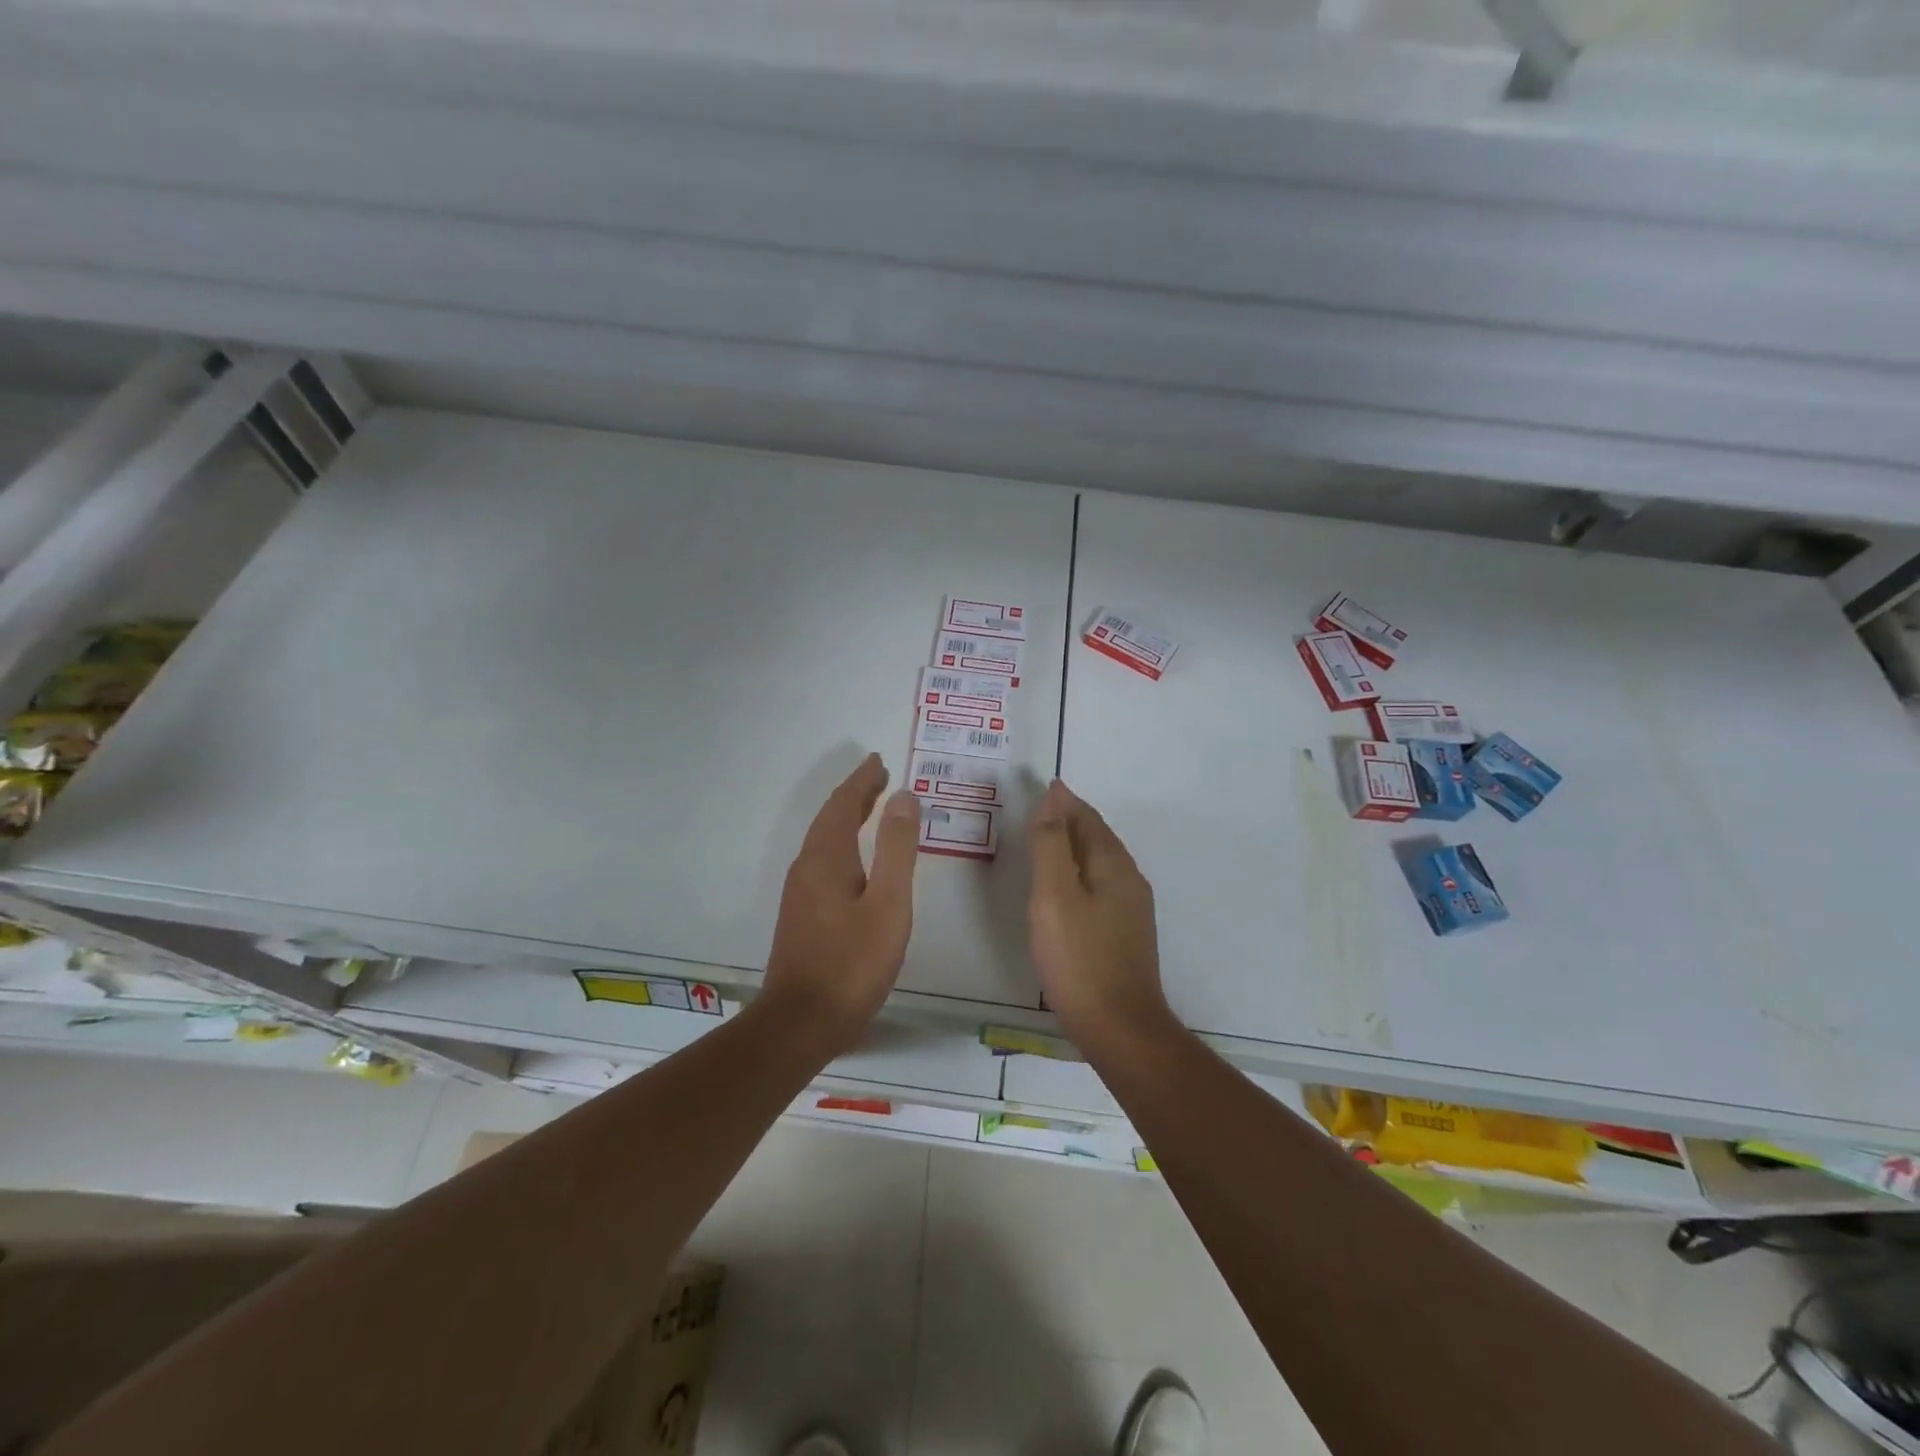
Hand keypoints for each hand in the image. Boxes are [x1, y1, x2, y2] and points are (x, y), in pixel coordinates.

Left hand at [762, 753, 921, 1055]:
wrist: (800, 1023)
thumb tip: (903, 797)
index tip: (879, 761)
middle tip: (879, 777)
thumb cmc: (852, 963)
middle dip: (855, 794)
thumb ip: (896, 848)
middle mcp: (807, 866)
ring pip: (824, 839)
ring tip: (871, 806)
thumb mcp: (888, 903)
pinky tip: (854, 859)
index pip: (844, 804)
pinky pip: (822, 860)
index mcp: (827, 857)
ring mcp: (800, 892)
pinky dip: (842, 842)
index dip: (862, 780)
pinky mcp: (801, 914)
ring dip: (847, 817)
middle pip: (830, 817)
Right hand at [1028, 780, 1174, 1055]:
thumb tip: (1055, 797)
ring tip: (1047, 841)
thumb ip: (1051, 845)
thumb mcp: (1054, 896)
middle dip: (1071, 818)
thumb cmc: (1079, 959)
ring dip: (1075, 845)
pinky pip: (1100, 885)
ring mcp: (1132, 909)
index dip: (1065, 801)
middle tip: (1040, 808)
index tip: (1043, 786)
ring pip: (1100, 862)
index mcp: (1113, 865)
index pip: (1088, 818)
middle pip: (1098, 837)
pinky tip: (1065, 888)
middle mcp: (1129, 880)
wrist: (1120, 1028)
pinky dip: (1080, 871)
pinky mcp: (1125, 934)